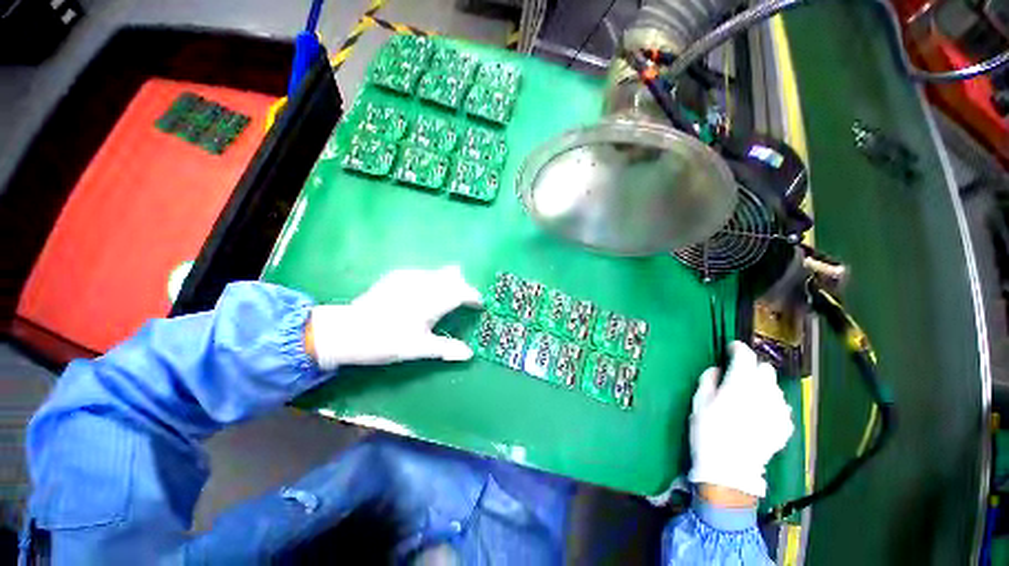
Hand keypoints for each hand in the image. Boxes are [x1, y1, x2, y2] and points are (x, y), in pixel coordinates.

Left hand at [306, 266, 481, 369]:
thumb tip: (469, 354)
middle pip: (453, 276)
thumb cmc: (387, 341)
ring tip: (445, 298)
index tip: (479, 305)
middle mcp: (423, 283)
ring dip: (448, 283)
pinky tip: (423, 294)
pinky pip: (423, 273)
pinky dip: (432, 281)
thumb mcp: (418, 349)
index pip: (462, 292)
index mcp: (432, 301)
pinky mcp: (397, 275)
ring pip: (439, 272)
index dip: (473, 297)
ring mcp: (409, 276)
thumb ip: (446, 348)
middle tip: (463, 302)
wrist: (347, 331)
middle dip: (462, 286)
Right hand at [688, 341, 793, 499]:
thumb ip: (709, 379)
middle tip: (739, 374)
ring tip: (750, 395)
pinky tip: (760, 413)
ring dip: (763, 385)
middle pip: (765, 369)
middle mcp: (764, 393)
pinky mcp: (785, 426)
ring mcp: (778, 411)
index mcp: (740, 384)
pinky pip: (781, 406)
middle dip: (752, 367)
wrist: (729, 470)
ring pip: (775, 387)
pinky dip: (771, 403)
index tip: (730, 349)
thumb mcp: (699, 402)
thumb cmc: (708, 431)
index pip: (745, 356)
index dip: (738, 348)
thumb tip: (719, 369)